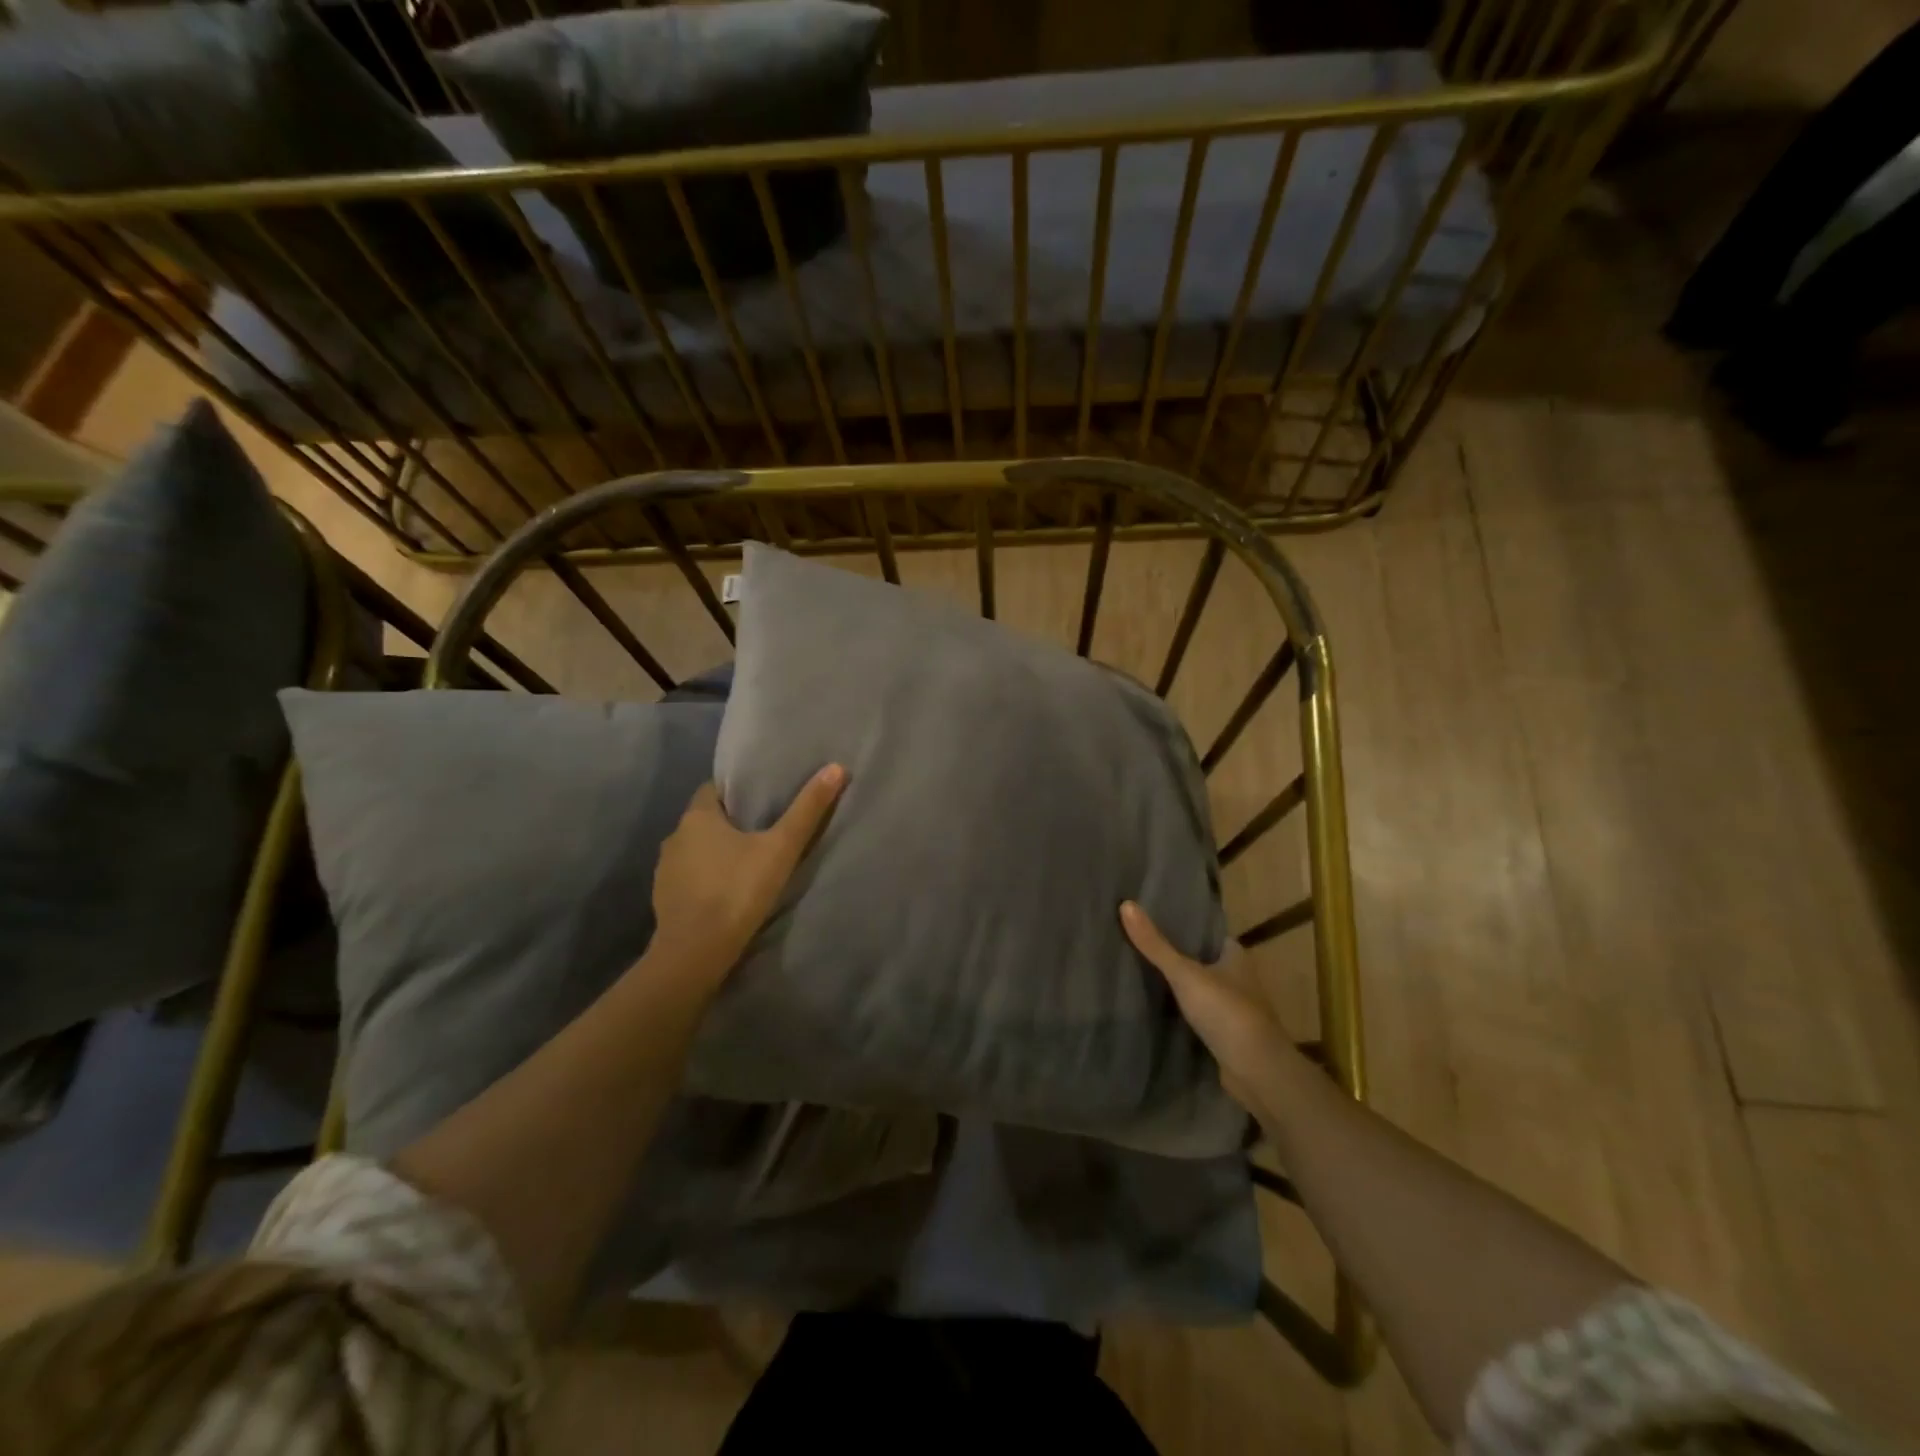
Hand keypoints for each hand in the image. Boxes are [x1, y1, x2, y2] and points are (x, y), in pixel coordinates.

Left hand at [649, 764, 846, 988]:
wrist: (695, 953)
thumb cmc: (738, 890)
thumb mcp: (781, 848)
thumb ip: (807, 810)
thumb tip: (836, 768)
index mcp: (697, 817)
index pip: (713, 790)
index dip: (736, 792)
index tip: (761, 799)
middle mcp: (674, 837)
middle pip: (705, 820)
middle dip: (730, 824)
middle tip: (763, 831)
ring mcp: (665, 870)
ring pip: (695, 850)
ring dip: (715, 853)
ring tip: (747, 862)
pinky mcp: (663, 899)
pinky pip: (688, 879)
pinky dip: (704, 880)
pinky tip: (725, 892)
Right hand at [1120, 900, 1294, 1115]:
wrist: (1257, 1073)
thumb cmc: (1227, 1013)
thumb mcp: (1185, 974)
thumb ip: (1155, 944)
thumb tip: (1126, 904)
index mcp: (1235, 955)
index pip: (1204, 931)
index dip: (1179, 923)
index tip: (1148, 914)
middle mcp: (1237, 977)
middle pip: (1198, 958)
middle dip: (1172, 953)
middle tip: (1134, 940)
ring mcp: (1231, 1007)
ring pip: (1196, 986)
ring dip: (1174, 983)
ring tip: (1135, 968)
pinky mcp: (1223, 1033)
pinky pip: (1195, 1013)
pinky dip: (1177, 1009)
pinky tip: (1151, 1004)